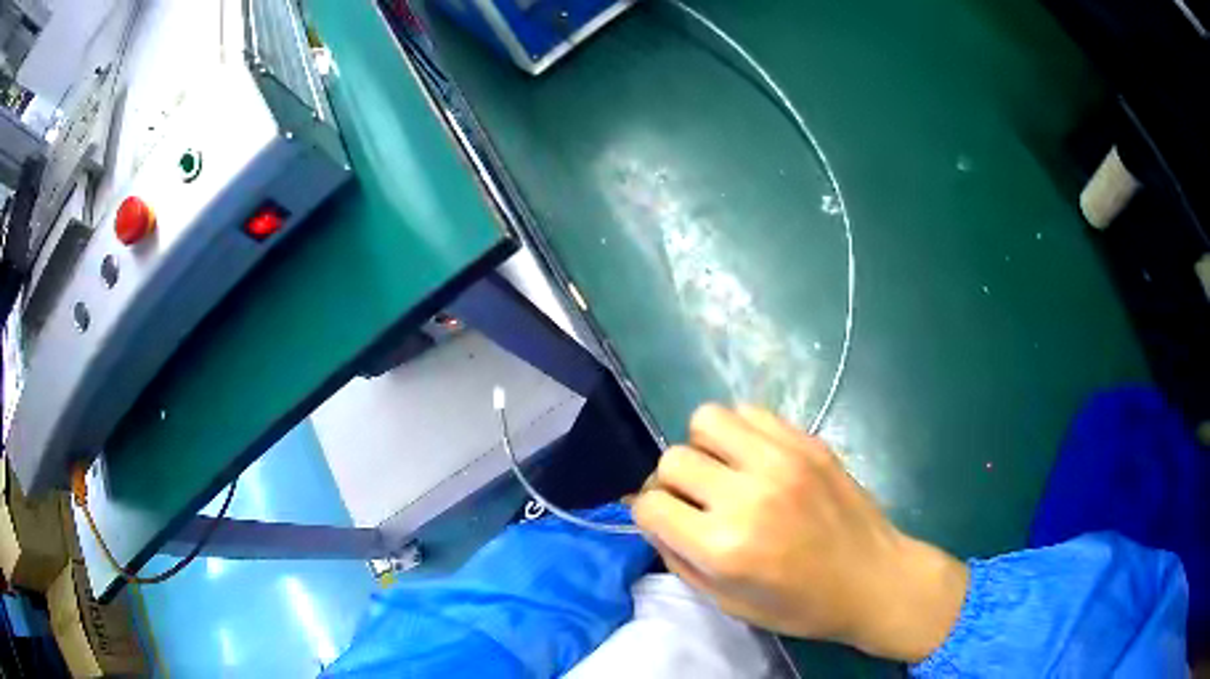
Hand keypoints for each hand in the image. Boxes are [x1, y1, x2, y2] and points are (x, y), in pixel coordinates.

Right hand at [632, 404, 968, 661]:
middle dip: (671, 483)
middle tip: (696, 500)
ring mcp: (782, 460)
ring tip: (723, 470)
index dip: (650, 514)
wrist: (874, 579)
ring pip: (706, 420)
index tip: (668, 521)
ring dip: (702, 446)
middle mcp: (748, 495)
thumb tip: (649, 515)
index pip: (651, 504)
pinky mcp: (807, 442)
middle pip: (673, 459)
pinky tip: (753, 458)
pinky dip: (739, 432)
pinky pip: (750, 412)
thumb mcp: (727, 602)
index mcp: (724, 547)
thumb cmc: (800, 605)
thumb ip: (679, 558)